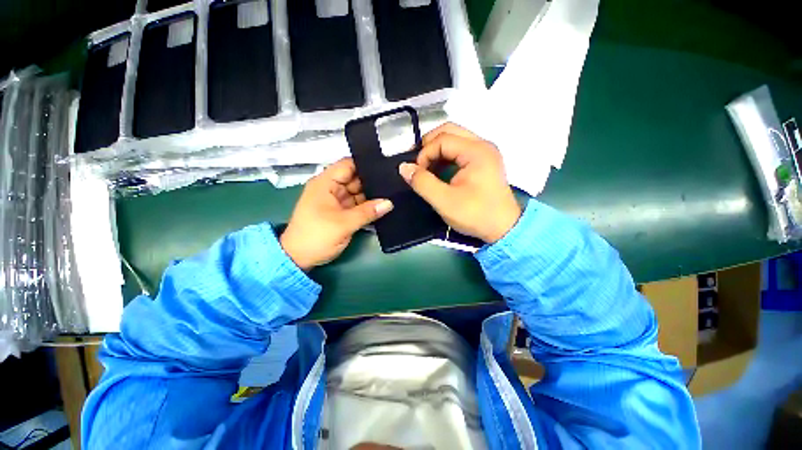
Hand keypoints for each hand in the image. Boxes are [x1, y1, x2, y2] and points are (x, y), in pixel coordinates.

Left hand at [281, 158, 392, 269]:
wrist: (296, 258)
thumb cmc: (316, 236)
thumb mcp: (344, 224)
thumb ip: (368, 212)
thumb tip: (390, 202)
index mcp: (325, 182)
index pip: (348, 165)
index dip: (366, 164)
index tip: (387, 167)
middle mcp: (328, 187)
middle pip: (353, 178)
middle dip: (372, 181)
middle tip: (395, 183)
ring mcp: (331, 200)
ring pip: (355, 192)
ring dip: (370, 195)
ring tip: (393, 193)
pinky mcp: (335, 212)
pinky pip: (352, 204)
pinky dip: (364, 206)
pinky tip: (382, 206)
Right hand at [398, 123, 520, 242]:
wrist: (505, 229)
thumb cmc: (478, 215)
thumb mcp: (445, 201)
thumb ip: (422, 182)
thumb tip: (404, 168)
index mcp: (477, 151)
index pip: (442, 139)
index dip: (425, 153)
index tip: (417, 172)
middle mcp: (483, 145)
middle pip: (449, 130)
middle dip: (430, 145)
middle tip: (419, 163)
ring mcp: (486, 151)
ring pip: (455, 137)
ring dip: (438, 149)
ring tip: (428, 168)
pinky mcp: (486, 159)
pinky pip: (462, 147)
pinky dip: (448, 155)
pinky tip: (441, 171)